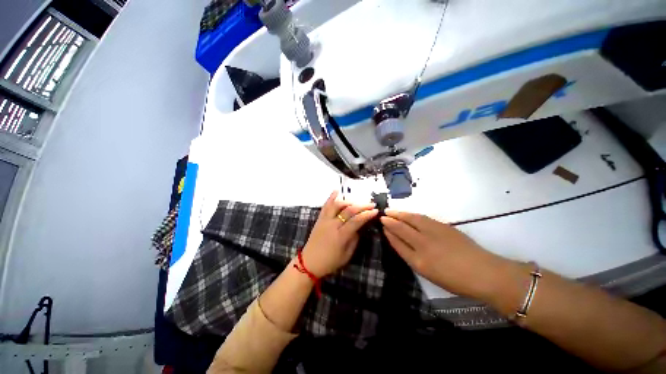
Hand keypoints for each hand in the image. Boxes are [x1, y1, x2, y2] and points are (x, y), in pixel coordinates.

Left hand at [301, 191, 377, 276]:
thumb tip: (359, 228)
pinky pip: (325, 206)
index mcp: (341, 236)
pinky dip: (331, 197)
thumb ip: (354, 240)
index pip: (356, 221)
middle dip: (361, 206)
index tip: (375, 211)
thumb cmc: (330, 262)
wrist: (309, 262)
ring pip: (337, 205)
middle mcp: (332, 225)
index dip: (367, 215)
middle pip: (348, 211)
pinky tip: (336, 190)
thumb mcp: (346, 255)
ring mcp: (325, 220)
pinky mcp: (319, 219)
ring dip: (348, 201)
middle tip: (371, 204)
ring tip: (357, 202)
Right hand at [381, 210, 509, 298]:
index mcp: (418, 262)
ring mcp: (433, 234)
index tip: (382, 227)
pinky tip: (408, 213)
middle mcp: (423, 245)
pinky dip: (412, 214)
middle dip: (390, 221)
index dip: (389, 234)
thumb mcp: (429, 274)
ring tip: (390, 211)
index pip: (398, 244)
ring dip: (399, 214)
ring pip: (410, 220)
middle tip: (382, 215)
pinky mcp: (442, 226)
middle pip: (401, 229)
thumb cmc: (456, 280)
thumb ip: (413, 258)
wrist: (483, 273)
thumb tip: (402, 244)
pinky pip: (422, 218)